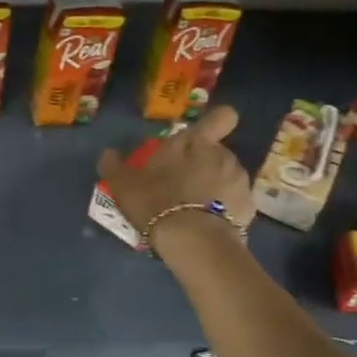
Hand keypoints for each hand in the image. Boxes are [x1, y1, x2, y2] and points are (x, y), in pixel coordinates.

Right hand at [98, 105, 254, 255]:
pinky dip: (224, 211)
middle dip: (204, 165)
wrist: (192, 240)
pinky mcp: (248, 208)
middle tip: (182, 186)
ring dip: (214, 188)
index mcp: (195, 142)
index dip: (215, 123)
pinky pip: (234, 204)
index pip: (222, 117)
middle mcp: (223, 155)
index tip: (202, 138)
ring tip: (194, 211)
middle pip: (217, 152)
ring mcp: (239, 181)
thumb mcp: (124, 184)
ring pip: (227, 177)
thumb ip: (114, 166)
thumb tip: (109, 153)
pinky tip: (207, 227)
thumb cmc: (156, 201)